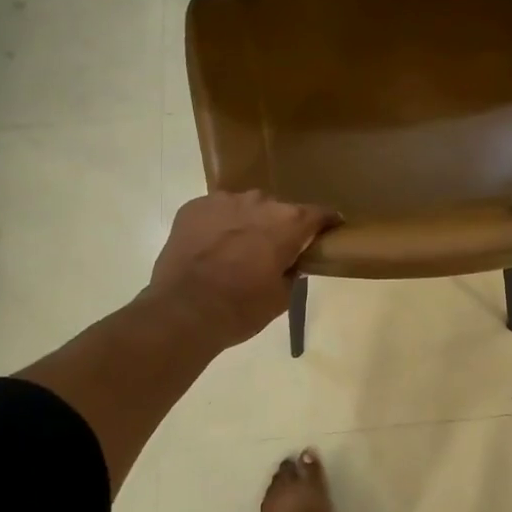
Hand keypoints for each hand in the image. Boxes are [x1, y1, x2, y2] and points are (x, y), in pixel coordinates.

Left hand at [147, 191, 338, 347]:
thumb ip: (293, 272)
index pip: (319, 214)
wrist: (183, 311)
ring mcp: (224, 200)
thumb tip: (292, 263)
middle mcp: (260, 202)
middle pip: (279, 210)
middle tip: (272, 252)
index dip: (327, 223)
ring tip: (236, 250)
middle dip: (280, 227)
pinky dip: (218, 225)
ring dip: (247, 223)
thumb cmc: (241, 308)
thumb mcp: (281, 297)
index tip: (328, 232)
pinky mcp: (194, 206)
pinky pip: (215, 211)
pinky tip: (209, 248)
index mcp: (288, 223)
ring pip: (245, 207)